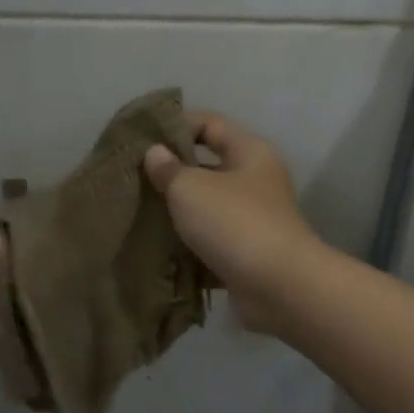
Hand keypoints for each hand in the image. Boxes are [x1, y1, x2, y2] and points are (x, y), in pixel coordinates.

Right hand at [143, 112, 322, 334]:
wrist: (279, 287)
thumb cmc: (234, 223)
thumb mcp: (191, 188)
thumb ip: (168, 168)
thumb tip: (156, 153)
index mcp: (249, 152)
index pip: (210, 124)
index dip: (176, 125)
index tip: (142, 138)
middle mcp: (255, 180)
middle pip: (208, 165)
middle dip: (172, 171)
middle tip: (134, 177)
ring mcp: (254, 217)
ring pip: (207, 204)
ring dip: (178, 209)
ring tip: (139, 211)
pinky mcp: (247, 251)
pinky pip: (211, 237)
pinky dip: (188, 240)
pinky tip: (158, 243)